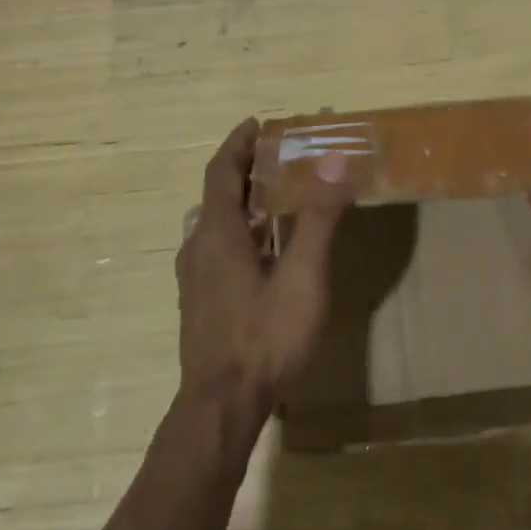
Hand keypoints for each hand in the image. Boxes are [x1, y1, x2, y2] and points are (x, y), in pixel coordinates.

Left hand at [175, 118, 353, 420]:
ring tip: (276, 197)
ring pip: (216, 224)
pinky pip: (218, 248)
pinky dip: (240, 230)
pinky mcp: (201, 302)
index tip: (257, 123)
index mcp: (218, 233)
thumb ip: (318, 217)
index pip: (221, 171)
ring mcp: (195, 278)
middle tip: (278, 157)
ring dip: (243, 202)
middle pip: (218, 195)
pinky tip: (265, 250)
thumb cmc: (265, 336)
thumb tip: (335, 159)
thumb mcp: (303, 275)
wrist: (222, 406)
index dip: (238, 143)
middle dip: (245, 170)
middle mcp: (198, 248)